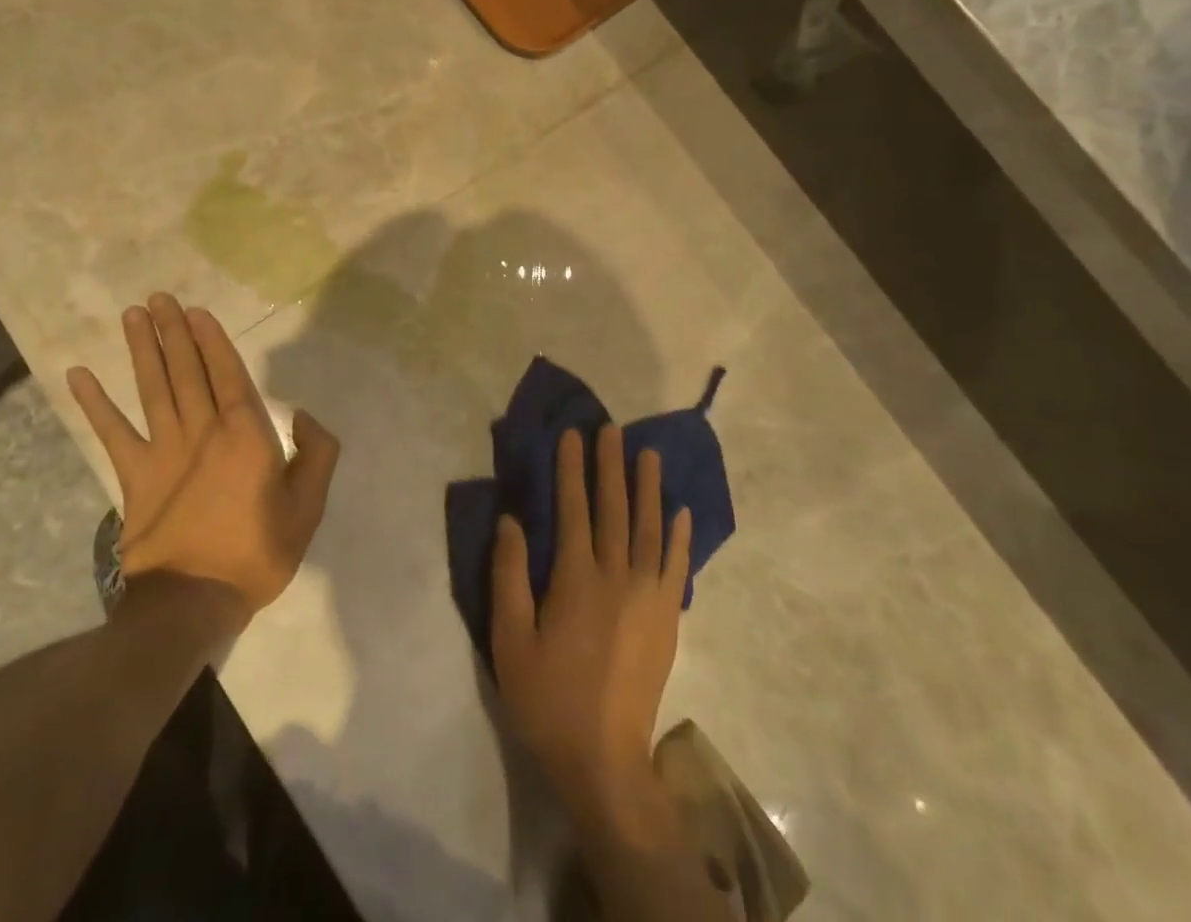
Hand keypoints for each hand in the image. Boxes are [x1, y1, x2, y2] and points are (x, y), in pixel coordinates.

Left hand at [66, 293, 338, 619]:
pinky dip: (94, 404)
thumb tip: (301, 414)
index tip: (196, 311)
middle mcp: (203, 431)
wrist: (193, 603)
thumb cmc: (257, 553)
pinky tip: (77, 376)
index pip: (228, 374)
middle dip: (174, 331)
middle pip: (187, 371)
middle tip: (160, 298)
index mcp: (246, 435)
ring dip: (142, 350)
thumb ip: (317, 454)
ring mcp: (163, 452)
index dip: (211, 340)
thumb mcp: (308, 508)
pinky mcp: (133, 476)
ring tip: (134, 315)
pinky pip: (112, 433)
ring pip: (153, 389)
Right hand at [491, 425, 690, 836]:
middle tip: (611, 429)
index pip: (573, 509)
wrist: (604, 761)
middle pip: (614, 509)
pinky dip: (679, 536)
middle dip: (610, 466)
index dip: (571, 469)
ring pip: (649, 529)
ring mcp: (649, 597)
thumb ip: (510, 576)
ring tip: (649, 454)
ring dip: (648, 488)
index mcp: (576, 579)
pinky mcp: (668, 619)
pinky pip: (677, 567)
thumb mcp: (510, 640)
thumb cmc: (548, 699)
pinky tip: (680, 512)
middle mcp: (617, 577)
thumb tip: (512, 520)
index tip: (573, 435)